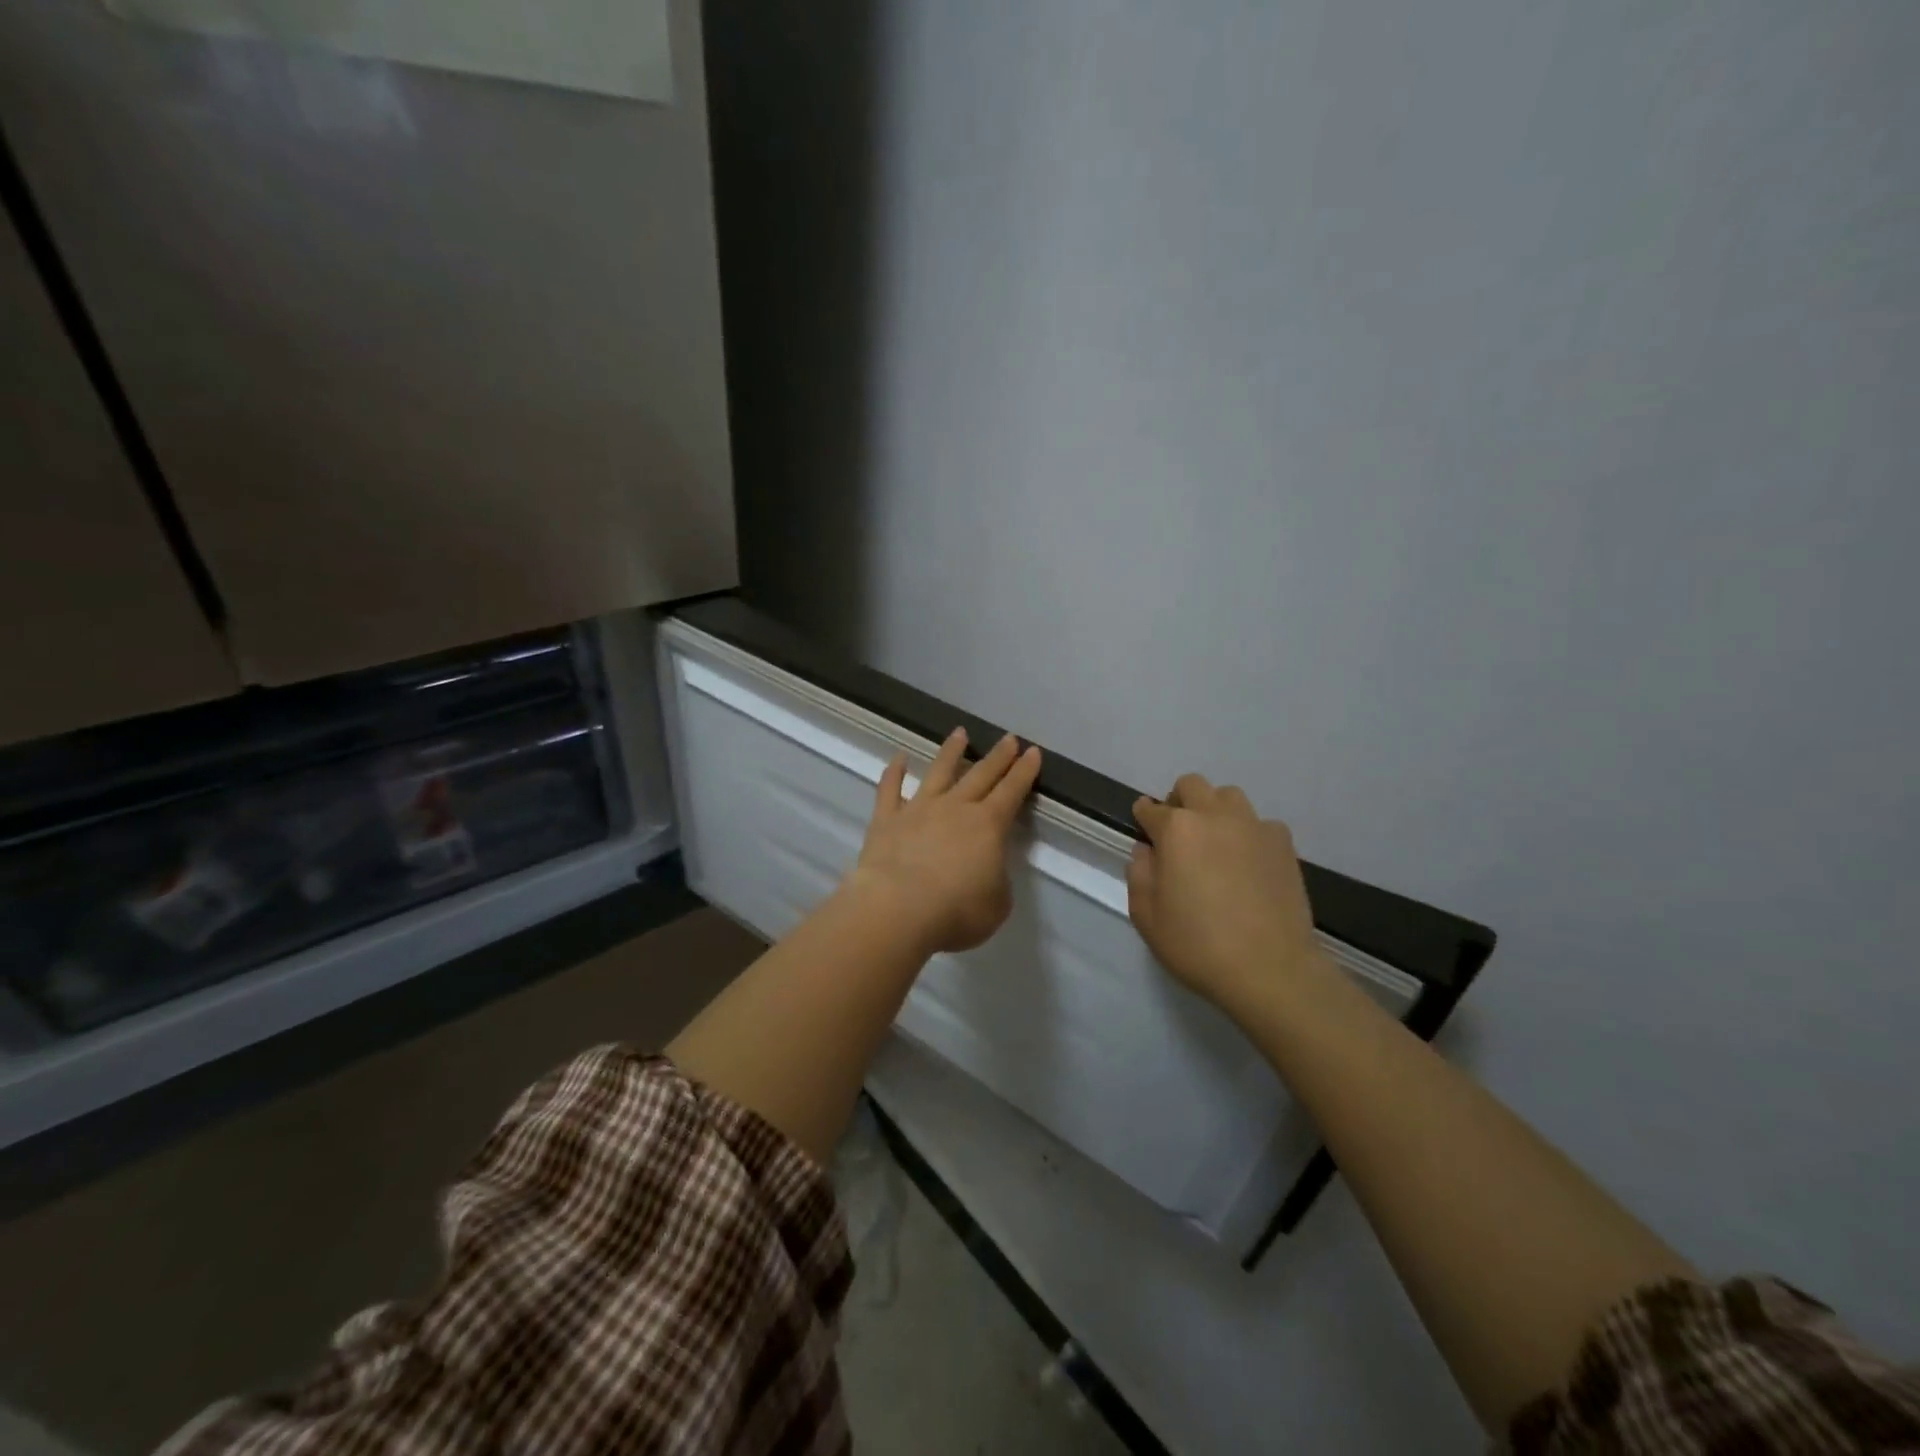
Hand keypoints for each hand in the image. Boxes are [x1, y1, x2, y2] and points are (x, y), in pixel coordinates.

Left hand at [848, 728, 1042, 955]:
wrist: (898, 910)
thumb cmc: (956, 912)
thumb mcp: (996, 905)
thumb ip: (996, 881)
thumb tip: (987, 869)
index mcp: (988, 826)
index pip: (1012, 791)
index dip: (1025, 772)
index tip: (1033, 752)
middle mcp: (955, 808)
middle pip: (981, 774)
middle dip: (998, 756)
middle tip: (1009, 738)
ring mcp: (918, 809)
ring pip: (938, 771)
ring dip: (951, 751)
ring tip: (960, 733)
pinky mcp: (886, 819)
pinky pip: (890, 789)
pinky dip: (894, 772)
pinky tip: (898, 758)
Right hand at [1127, 773, 1331, 1014]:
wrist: (1270, 968)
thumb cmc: (1197, 944)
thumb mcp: (1146, 916)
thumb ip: (1139, 873)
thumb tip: (1147, 850)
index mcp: (1176, 829)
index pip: (1150, 809)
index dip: (1143, 818)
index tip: (1144, 831)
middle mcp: (1214, 816)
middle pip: (1191, 785)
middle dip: (1178, 802)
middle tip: (1177, 835)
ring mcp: (1254, 826)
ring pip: (1228, 796)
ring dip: (1214, 810)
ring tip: (1214, 843)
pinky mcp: (1284, 844)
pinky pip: (1260, 823)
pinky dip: (1248, 833)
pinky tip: (1247, 863)